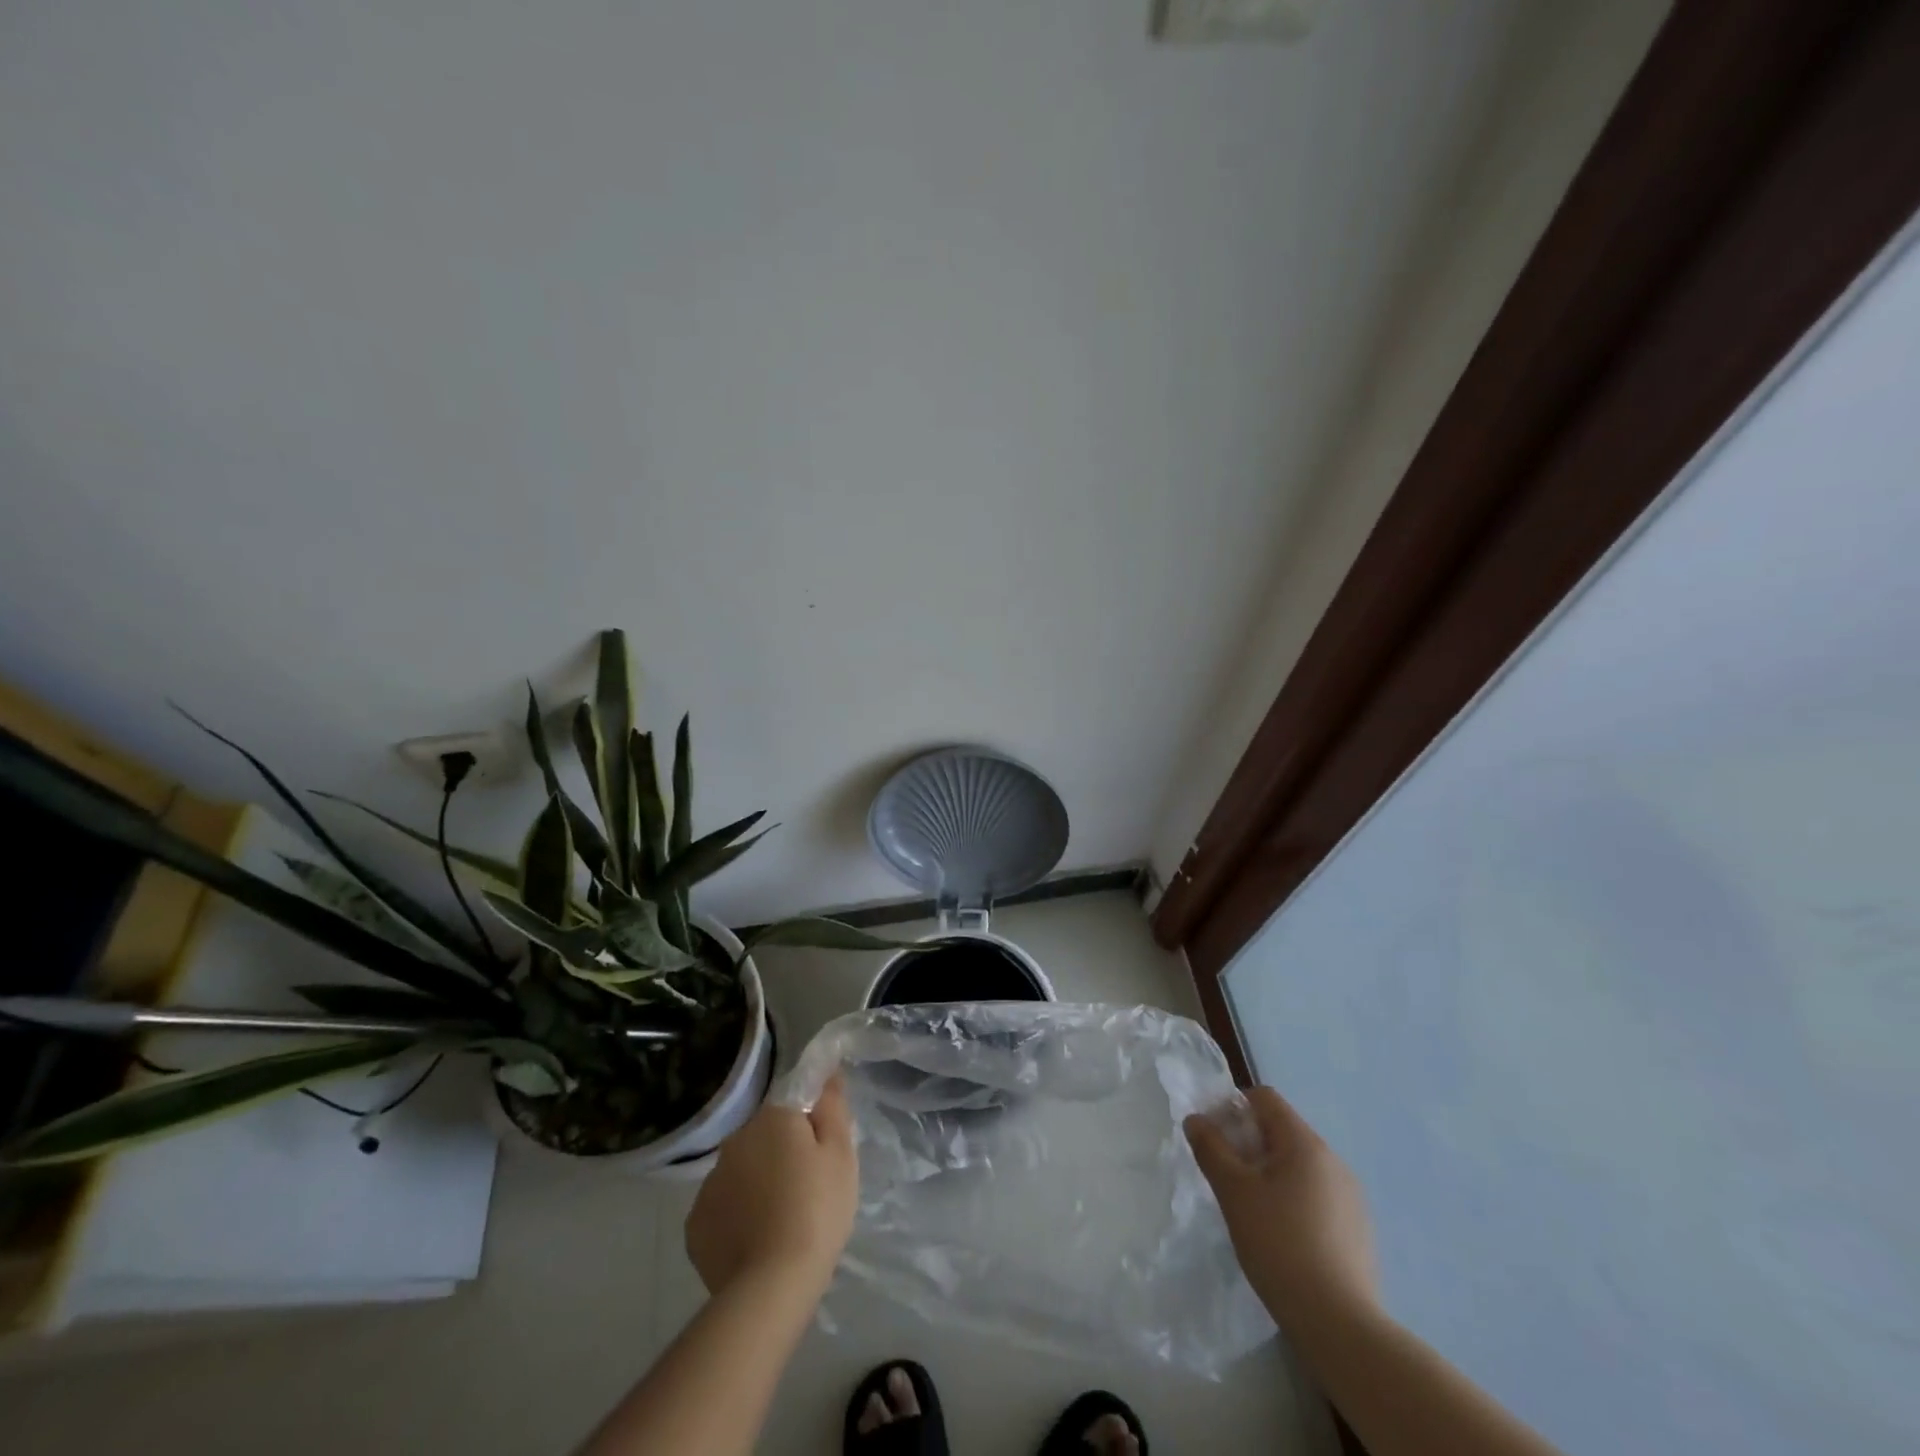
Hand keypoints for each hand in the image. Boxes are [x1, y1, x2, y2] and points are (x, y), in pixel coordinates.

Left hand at [686, 1073, 857, 1297]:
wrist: (772, 1285)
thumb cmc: (817, 1209)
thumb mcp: (841, 1153)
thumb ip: (832, 1107)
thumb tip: (827, 1073)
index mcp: (771, 1118)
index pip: (792, 1106)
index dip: (810, 1128)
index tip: (822, 1156)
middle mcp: (734, 1140)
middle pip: (765, 1138)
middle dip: (782, 1156)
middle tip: (807, 1191)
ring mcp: (709, 1183)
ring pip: (742, 1173)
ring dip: (758, 1185)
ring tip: (780, 1223)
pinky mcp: (695, 1225)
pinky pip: (723, 1208)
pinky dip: (737, 1218)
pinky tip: (754, 1242)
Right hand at [1185, 1085, 1378, 1332]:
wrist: (1339, 1324)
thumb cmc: (1279, 1245)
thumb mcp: (1233, 1192)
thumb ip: (1210, 1148)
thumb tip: (1196, 1119)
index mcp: (1305, 1143)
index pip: (1264, 1098)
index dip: (1233, 1107)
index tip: (1214, 1140)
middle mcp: (1333, 1160)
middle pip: (1282, 1130)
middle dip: (1248, 1143)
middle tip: (1226, 1177)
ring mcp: (1350, 1196)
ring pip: (1299, 1164)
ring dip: (1270, 1172)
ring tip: (1251, 1209)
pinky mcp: (1358, 1229)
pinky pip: (1317, 1194)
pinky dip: (1293, 1199)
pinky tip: (1282, 1236)